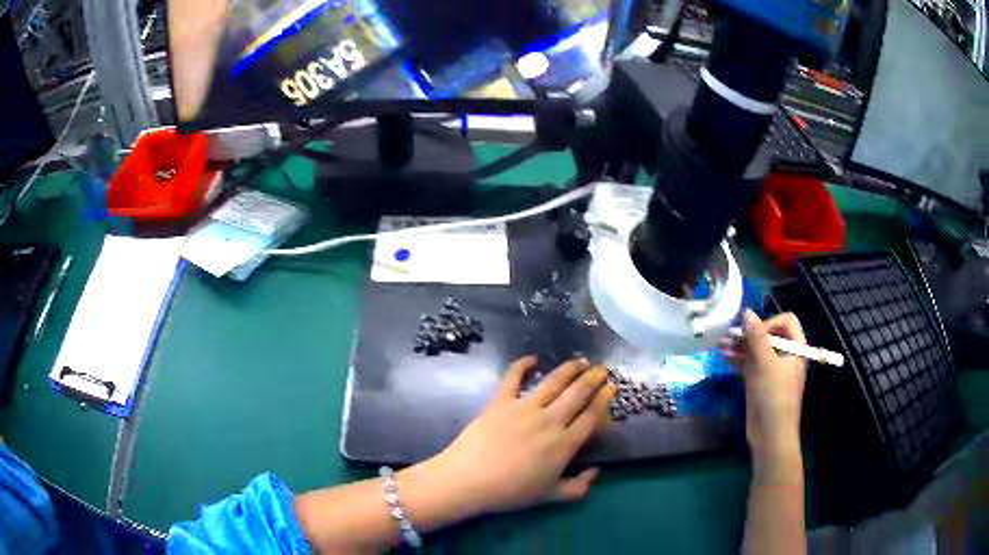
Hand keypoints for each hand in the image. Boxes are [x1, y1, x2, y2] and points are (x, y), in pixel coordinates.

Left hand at [420, 356, 614, 517]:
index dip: (603, 400)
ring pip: (553, 382)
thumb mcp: (549, 496)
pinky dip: (522, 365)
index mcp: (564, 444)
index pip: (590, 417)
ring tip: (580, 361)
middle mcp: (550, 420)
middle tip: (601, 369)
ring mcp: (524, 407)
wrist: (469, 480)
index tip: (611, 388)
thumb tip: (596, 471)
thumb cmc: (511, 492)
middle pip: (577, 394)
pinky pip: (513, 377)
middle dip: (592, 379)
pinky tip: (532, 358)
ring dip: (569, 369)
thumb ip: (577, 487)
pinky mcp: (501, 401)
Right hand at [721, 310, 806, 460]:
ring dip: (740, 347)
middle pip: (769, 335)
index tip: (754, 333)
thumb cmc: (774, 398)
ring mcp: (773, 371)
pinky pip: (751, 365)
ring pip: (757, 351)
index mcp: (795, 349)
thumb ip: (756, 338)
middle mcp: (786, 357)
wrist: (771, 437)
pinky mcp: (761, 384)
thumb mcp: (765, 365)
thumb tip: (747, 312)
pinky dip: (739, 360)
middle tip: (729, 336)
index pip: (786, 322)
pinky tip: (724, 357)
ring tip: (720, 345)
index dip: (770, 322)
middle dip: (749, 334)